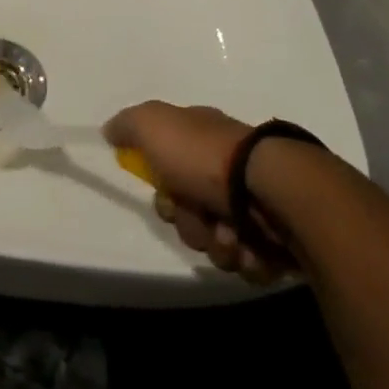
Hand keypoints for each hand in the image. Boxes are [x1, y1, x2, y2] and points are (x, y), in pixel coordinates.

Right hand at [103, 101, 293, 282]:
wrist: (269, 189)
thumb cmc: (206, 157)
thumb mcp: (154, 125)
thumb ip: (128, 125)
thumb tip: (110, 130)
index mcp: (203, 144)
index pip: (170, 176)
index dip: (163, 194)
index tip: (168, 197)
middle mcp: (228, 173)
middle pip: (192, 215)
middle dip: (191, 225)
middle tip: (200, 217)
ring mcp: (256, 206)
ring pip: (218, 243)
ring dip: (218, 245)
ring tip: (231, 235)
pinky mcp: (278, 239)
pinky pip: (249, 263)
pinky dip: (246, 259)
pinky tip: (250, 247)